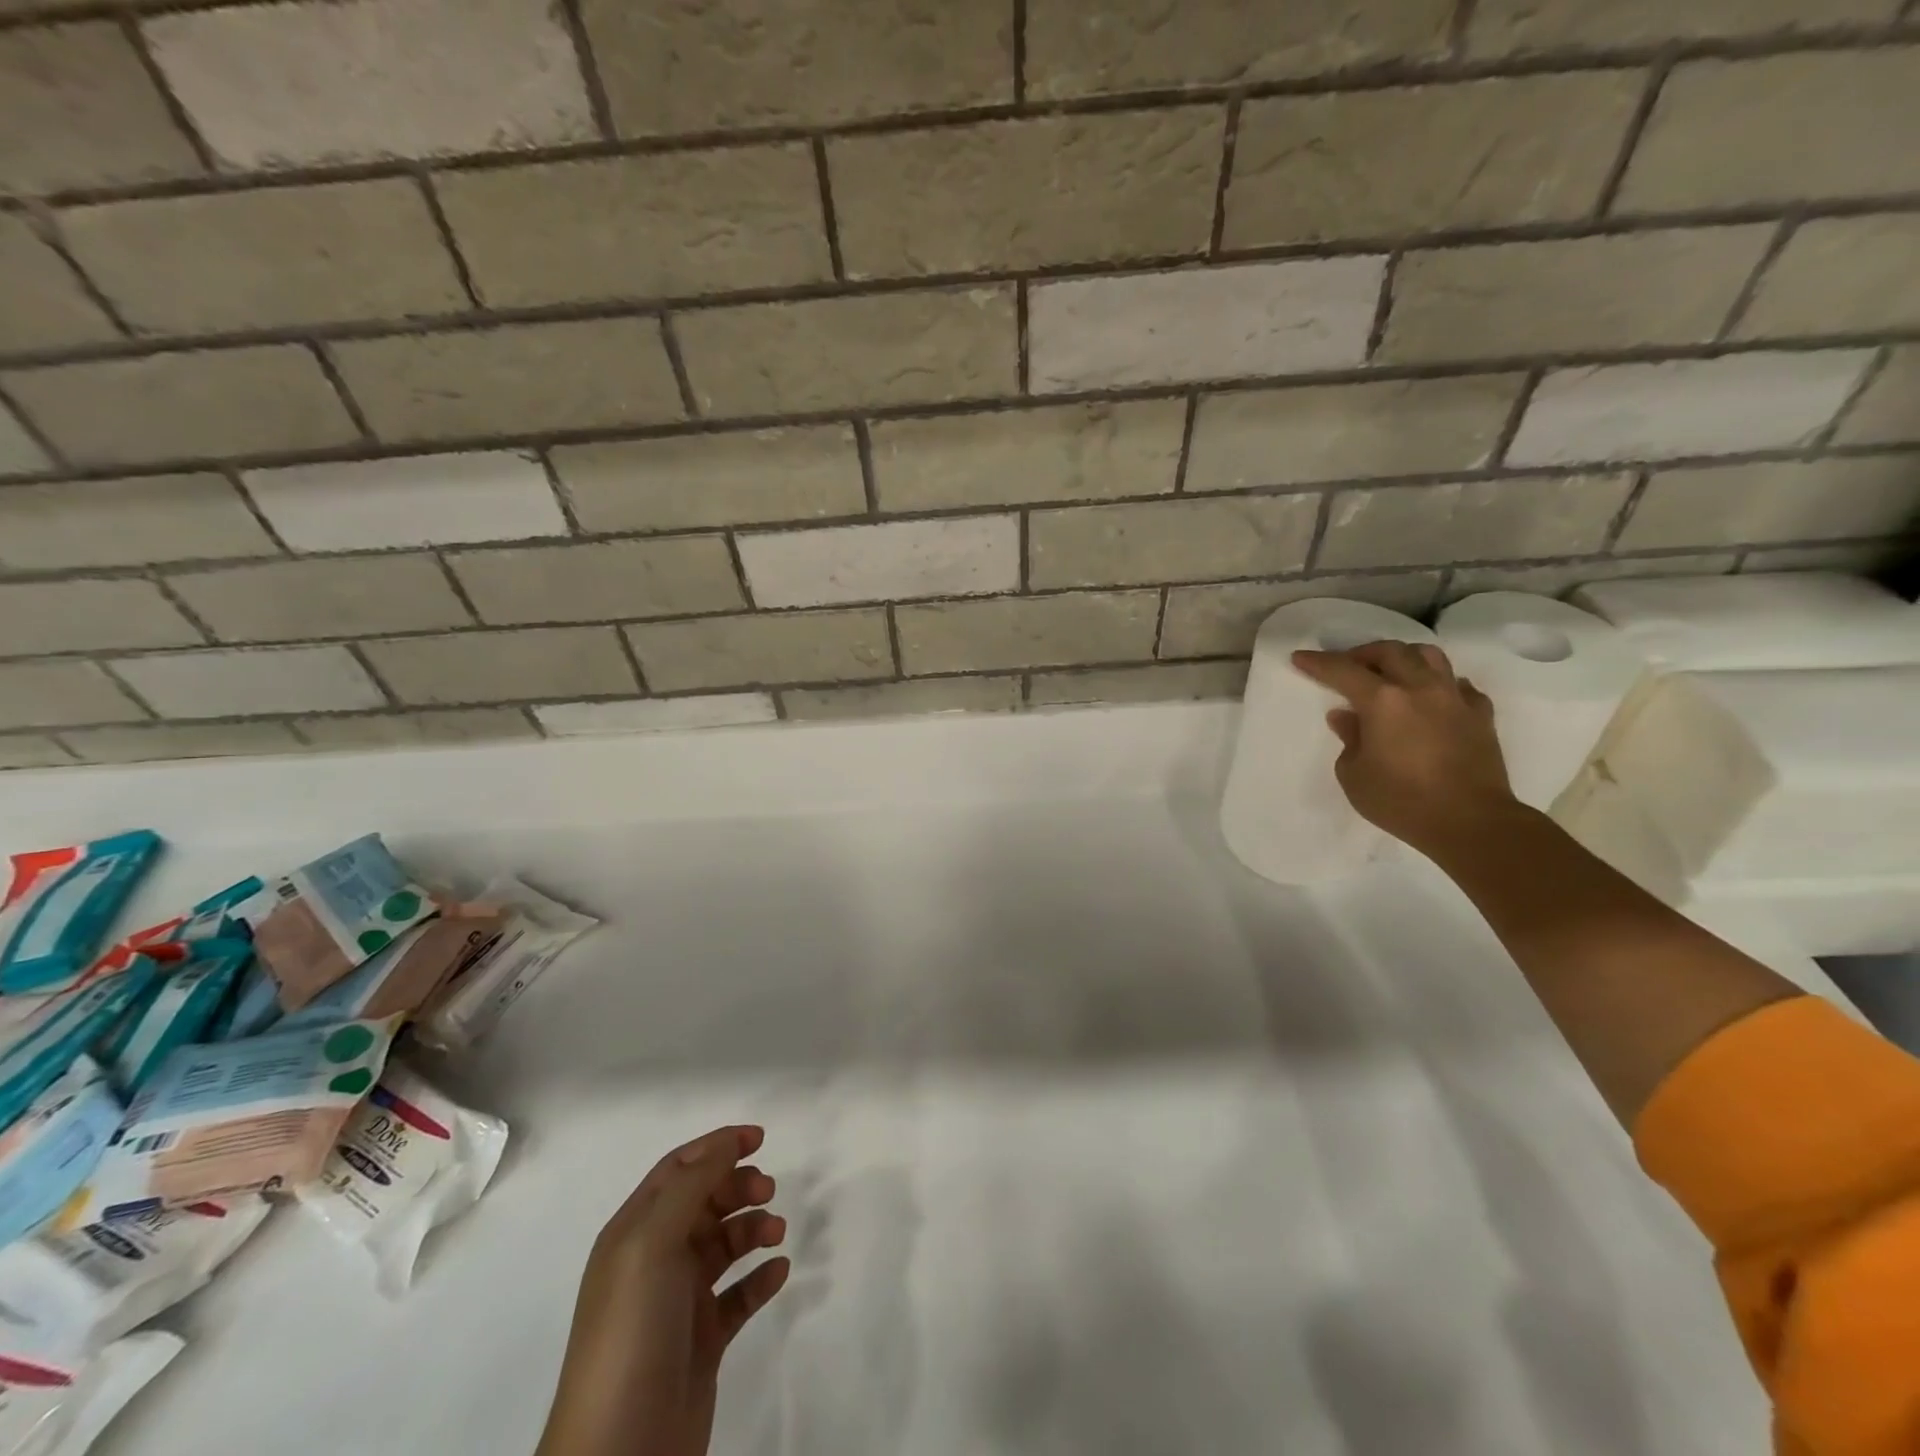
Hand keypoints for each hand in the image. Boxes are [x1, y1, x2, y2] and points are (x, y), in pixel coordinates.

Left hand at [536, 1126, 790, 1455]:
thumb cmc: (632, 1332)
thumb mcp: (653, 1244)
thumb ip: (692, 1186)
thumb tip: (727, 1143)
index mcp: (634, 1233)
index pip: (678, 1170)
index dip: (717, 1147)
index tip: (760, 1138)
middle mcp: (654, 1261)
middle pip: (704, 1202)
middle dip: (739, 1187)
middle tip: (770, 1191)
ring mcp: (678, 1303)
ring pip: (724, 1246)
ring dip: (753, 1229)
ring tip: (777, 1233)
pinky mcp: (701, 1342)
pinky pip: (738, 1295)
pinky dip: (760, 1277)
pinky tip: (779, 1272)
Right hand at [1291, 641, 1521, 859]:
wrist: (1471, 822)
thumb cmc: (1401, 801)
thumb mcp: (1354, 775)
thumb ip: (1349, 739)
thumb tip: (1346, 717)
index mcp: (1383, 702)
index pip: (1343, 670)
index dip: (1318, 662)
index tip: (1300, 657)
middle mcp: (1420, 689)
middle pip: (1390, 651)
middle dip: (1363, 653)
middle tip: (1348, 666)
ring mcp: (1455, 699)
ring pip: (1430, 656)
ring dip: (1404, 657)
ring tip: (1391, 672)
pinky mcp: (1481, 715)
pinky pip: (1458, 685)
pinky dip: (1439, 684)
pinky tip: (1431, 699)